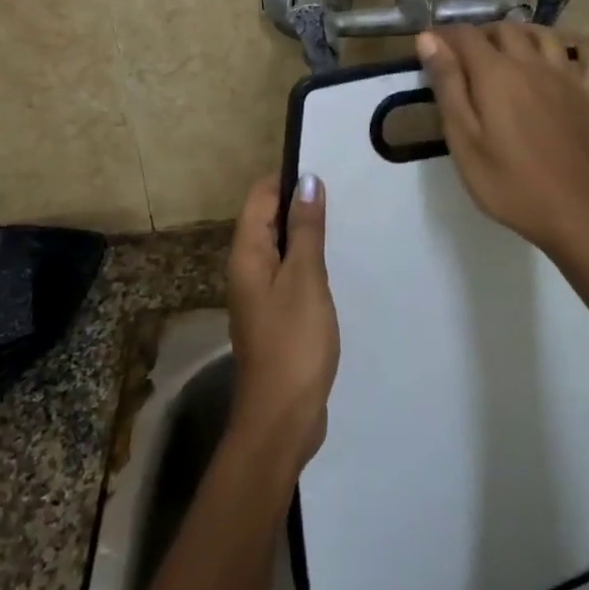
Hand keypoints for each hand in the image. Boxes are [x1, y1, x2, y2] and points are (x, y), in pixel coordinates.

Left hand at [225, 174, 339, 474]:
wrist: (282, 418)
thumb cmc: (293, 342)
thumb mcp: (305, 278)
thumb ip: (305, 229)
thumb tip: (306, 180)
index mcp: (247, 254)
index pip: (260, 197)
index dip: (287, 179)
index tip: (324, 172)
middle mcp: (246, 269)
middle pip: (267, 219)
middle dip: (298, 203)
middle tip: (341, 194)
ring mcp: (259, 294)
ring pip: (279, 247)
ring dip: (304, 233)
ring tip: (342, 222)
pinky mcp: (274, 316)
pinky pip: (287, 273)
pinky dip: (306, 261)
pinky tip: (332, 265)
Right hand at [417, 24, 588, 256]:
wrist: (573, 211)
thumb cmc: (507, 182)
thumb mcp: (463, 139)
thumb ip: (447, 85)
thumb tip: (428, 40)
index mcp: (495, 73)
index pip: (465, 35)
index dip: (443, 35)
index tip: (429, 47)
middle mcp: (531, 63)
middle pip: (503, 29)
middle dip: (480, 34)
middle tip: (463, 57)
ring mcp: (565, 76)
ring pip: (543, 34)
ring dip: (520, 33)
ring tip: (506, 51)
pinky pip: (587, 53)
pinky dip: (572, 44)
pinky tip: (561, 53)